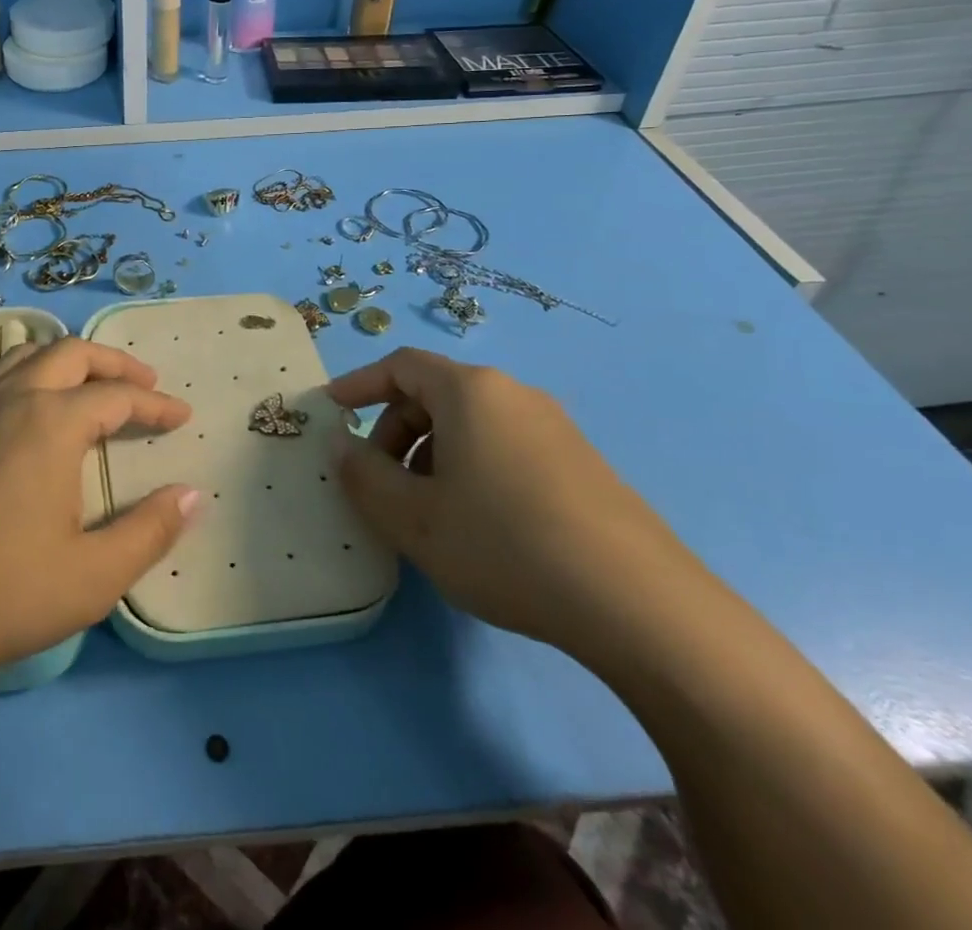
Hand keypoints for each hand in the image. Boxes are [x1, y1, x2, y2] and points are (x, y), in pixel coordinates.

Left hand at [0, 338, 200, 698]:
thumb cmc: (0, 593)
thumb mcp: (93, 576)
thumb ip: (150, 531)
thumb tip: (194, 494)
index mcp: (52, 422)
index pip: (117, 397)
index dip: (156, 404)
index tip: (183, 416)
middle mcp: (13, 399)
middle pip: (71, 354)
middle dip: (115, 363)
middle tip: (147, 382)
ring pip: (28, 355)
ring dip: (69, 360)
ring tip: (93, 384)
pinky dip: (32, 372)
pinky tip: (36, 410)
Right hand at [328, 348, 699, 655]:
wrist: (640, 605)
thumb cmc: (505, 545)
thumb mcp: (413, 518)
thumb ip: (363, 475)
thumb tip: (341, 443)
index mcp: (470, 392)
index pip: (401, 366)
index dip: (359, 383)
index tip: (331, 409)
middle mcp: (514, 395)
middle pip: (435, 395)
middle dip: (395, 431)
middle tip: (380, 482)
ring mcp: (555, 428)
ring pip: (471, 425)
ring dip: (431, 454)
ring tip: (427, 512)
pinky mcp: (582, 464)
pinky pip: (506, 447)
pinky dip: (471, 468)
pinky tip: (479, 525)